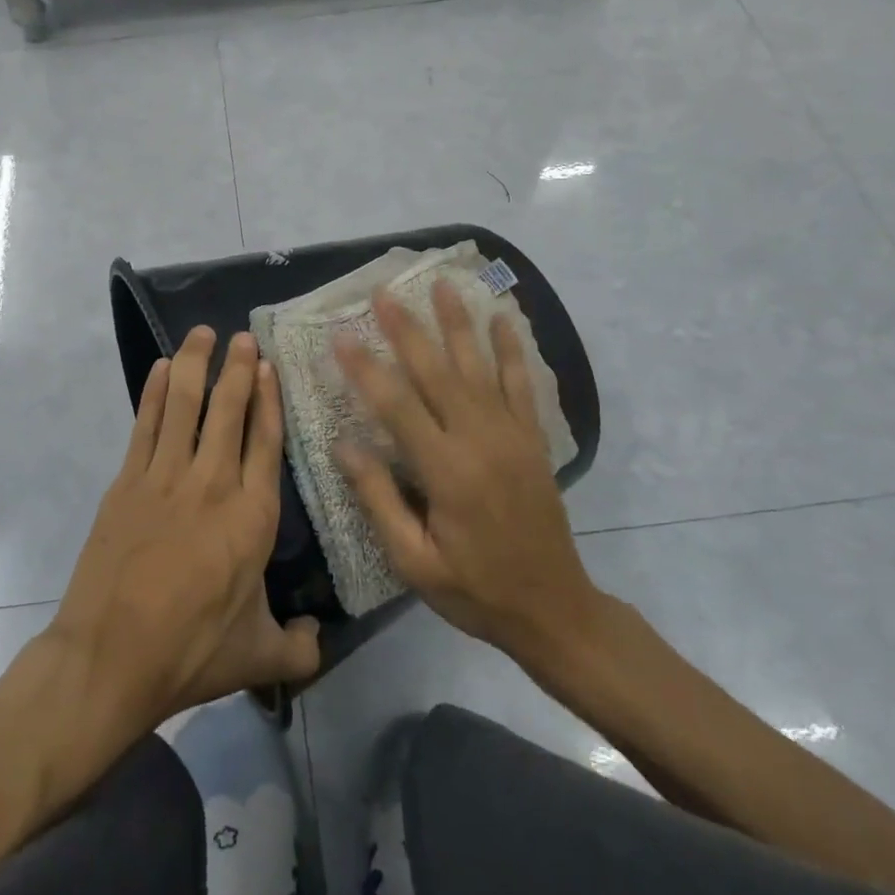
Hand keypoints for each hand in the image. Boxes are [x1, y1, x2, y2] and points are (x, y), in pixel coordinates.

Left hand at [47, 327, 320, 731]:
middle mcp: (213, 484)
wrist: (112, 658)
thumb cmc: (191, 651)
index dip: (268, 399)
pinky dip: (155, 393)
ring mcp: (166, 478)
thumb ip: (299, 646)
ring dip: (195, 365)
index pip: (266, 441)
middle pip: (228, 411)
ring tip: (203, 334)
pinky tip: (160, 368)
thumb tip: (317, 638)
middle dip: (237, 369)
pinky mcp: (127, 482)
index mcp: (253, 517)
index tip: (269, 367)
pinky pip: (146, 425)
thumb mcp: (258, 657)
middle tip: (243, 337)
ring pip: (185, 406)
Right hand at [333, 280, 607, 668]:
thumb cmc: (474, 589)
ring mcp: (512, 435)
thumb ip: (378, 498)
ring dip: (458, 323)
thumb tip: (343, 444)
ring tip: (442, 285)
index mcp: (447, 471)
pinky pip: (521, 384)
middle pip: (437, 372)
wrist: (554, 609)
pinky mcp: (532, 439)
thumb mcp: (414, 560)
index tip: (341, 337)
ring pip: (479, 366)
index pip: (397, 406)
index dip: (366, 369)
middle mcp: (480, 440)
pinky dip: (511, 350)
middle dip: (407, 329)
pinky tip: (503, 319)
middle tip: (383, 292)